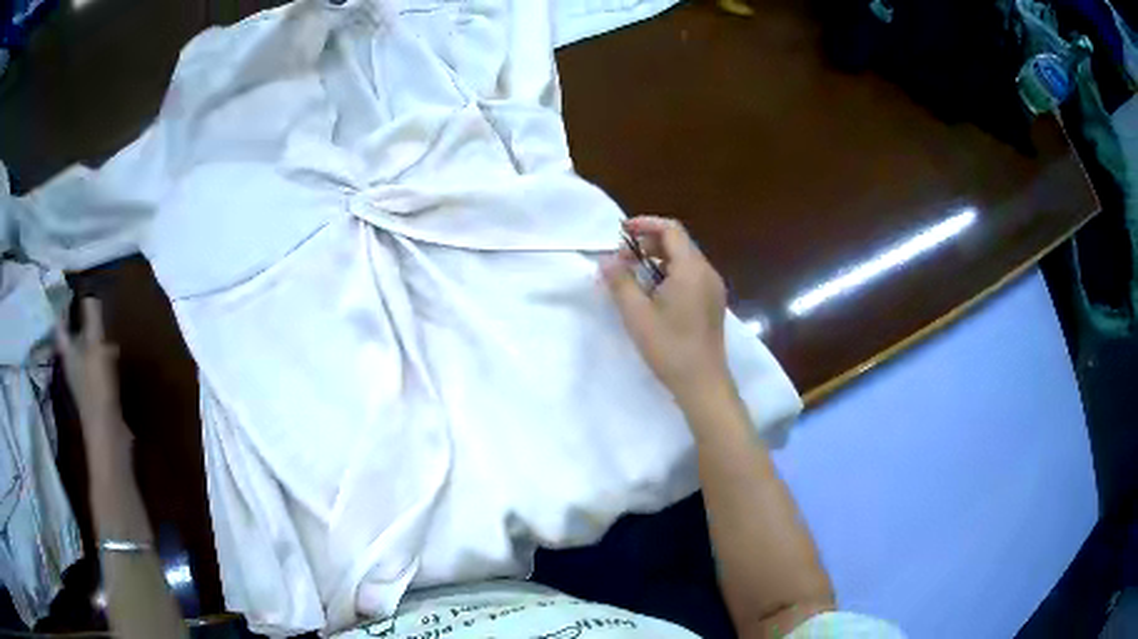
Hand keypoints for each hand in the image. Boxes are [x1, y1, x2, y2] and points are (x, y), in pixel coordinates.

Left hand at [57, 298, 131, 469]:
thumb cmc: (97, 387)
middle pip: (72, 340)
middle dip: (78, 325)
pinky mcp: (98, 395)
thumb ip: (92, 319)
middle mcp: (73, 365)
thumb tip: (89, 292)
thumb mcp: (95, 346)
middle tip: (88, 306)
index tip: (68, 294)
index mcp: (68, 352)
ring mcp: (84, 382)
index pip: (61, 326)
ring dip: (93, 342)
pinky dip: (103, 359)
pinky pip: (98, 368)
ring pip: (86, 354)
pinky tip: (115, 357)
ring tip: (105, 328)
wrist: (108, 434)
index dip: (63, 310)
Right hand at [603, 216, 732, 407]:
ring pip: (684, 261)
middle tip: (622, 259)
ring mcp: (713, 289)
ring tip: (633, 278)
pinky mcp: (713, 304)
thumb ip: (620, 282)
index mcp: (692, 269)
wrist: (703, 384)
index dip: (645, 225)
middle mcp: (707, 272)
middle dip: (648, 244)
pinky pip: (691, 277)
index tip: (621, 233)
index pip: (671, 229)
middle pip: (679, 243)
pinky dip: (670, 275)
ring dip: (658, 261)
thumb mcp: (637, 315)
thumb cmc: (669, 348)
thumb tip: (606, 260)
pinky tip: (653, 295)